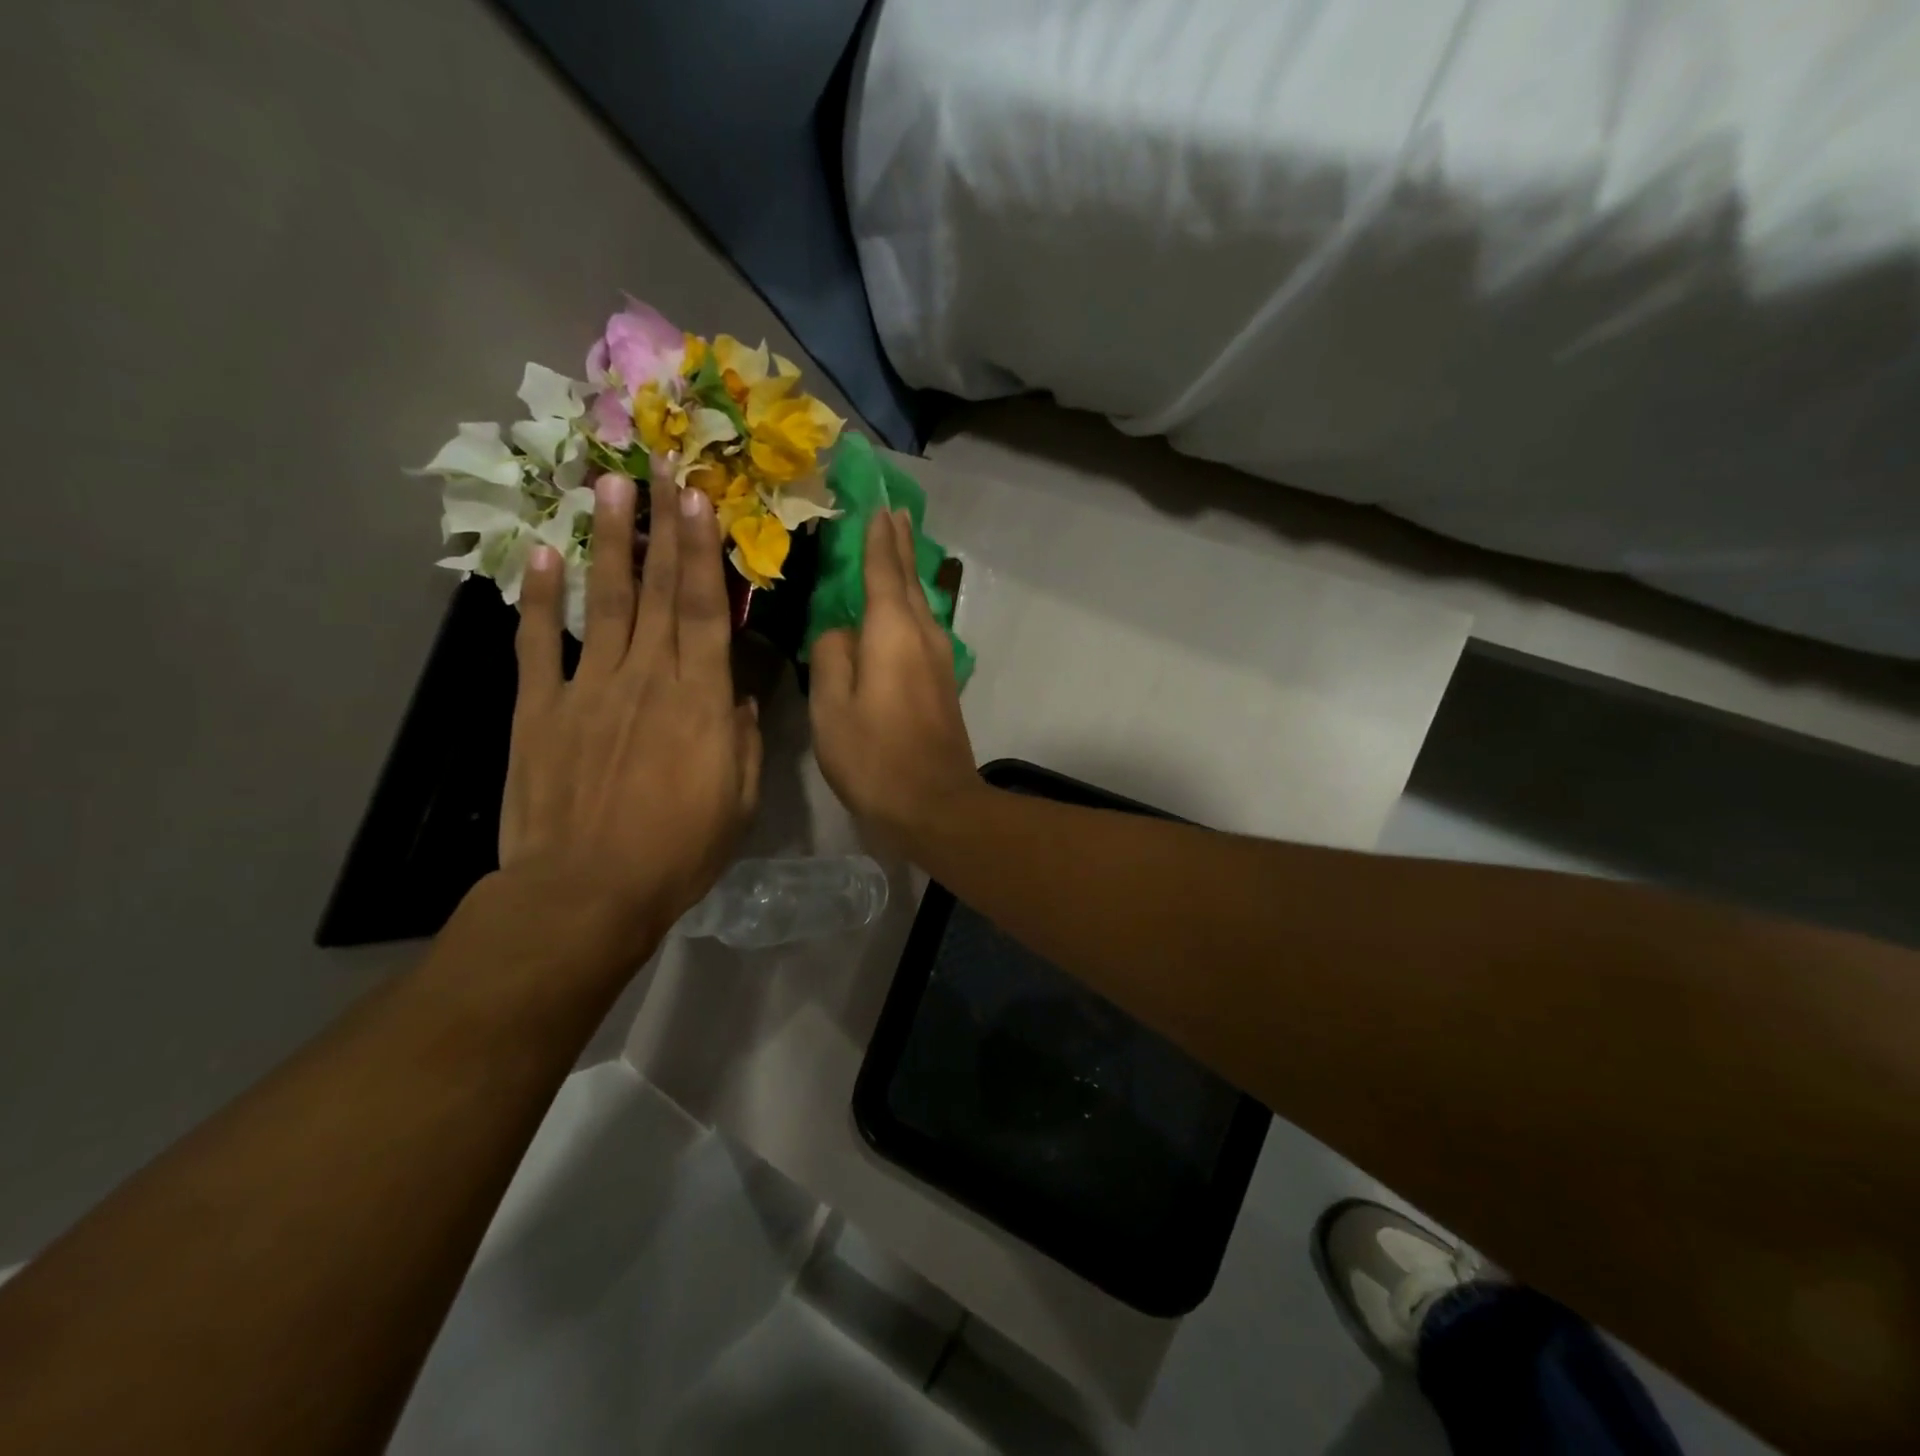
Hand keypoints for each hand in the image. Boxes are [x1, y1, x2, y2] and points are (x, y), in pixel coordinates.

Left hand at [500, 467, 760, 960]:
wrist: (588, 891)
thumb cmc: (679, 850)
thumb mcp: (739, 799)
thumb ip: (741, 737)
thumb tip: (737, 692)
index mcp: (700, 699)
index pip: (707, 609)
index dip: (704, 550)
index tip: (701, 498)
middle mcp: (646, 677)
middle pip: (660, 590)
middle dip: (663, 524)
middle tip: (662, 464)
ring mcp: (587, 688)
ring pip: (605, 602)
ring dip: (611, 542)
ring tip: (610, 485)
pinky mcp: (539, 709)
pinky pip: (538, 644)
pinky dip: (538, 599)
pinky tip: (543, 555)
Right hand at [810, 509, 980, 849]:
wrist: (934, 803)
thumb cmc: (874, 756)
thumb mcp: (831, 707)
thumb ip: (830, 656)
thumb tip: (839, 631)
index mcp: (891, 632)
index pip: (882, 570)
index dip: (877, 537)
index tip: (877, 505)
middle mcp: (922, 635)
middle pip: (908, 580)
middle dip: (899, 545)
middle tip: (893, 512)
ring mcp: (938, 659)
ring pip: (918, 603)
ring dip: (906, 573)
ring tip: (896, 548)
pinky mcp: (942, 682)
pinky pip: (921, 628)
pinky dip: (908, 606)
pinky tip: (899, 609)